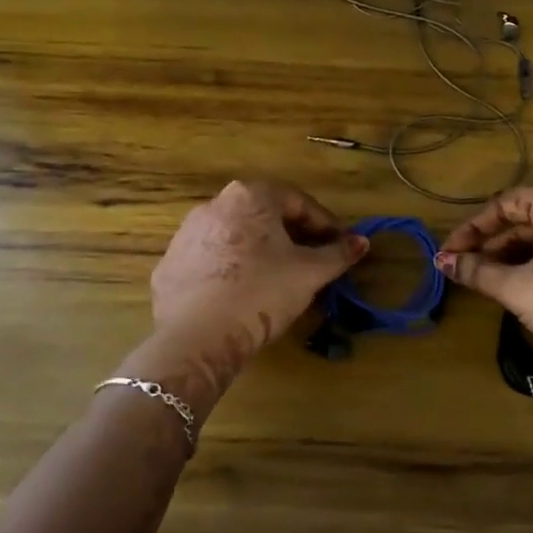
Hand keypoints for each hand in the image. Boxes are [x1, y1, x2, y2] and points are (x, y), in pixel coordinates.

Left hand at [151, 180, 367, 347]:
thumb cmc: (261, 292)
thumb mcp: (309, 273)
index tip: (341, 246)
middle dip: (293, 236)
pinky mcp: (170, 265)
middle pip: (264, 216)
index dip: (325, 224)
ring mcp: (186, 234)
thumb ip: (338, 254)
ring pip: (236, 237)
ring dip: (261, 252)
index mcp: (250, 196)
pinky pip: (211, 260)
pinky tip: (243, 295)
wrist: (196, 335)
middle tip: (313, 262)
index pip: (298, 202)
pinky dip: (232, 270)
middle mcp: (214, 204)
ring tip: (279, 280)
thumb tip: (362, 242)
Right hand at [436, 186, 532, 391]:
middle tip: (463, 269)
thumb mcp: (518, 289)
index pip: (503, 204)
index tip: (449, 253)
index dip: (471, 229)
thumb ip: (476, 271)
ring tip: (485, 281)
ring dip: (512, 256)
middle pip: (524, 218)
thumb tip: (441, 262)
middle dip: (491, 244)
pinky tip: (519, 286)